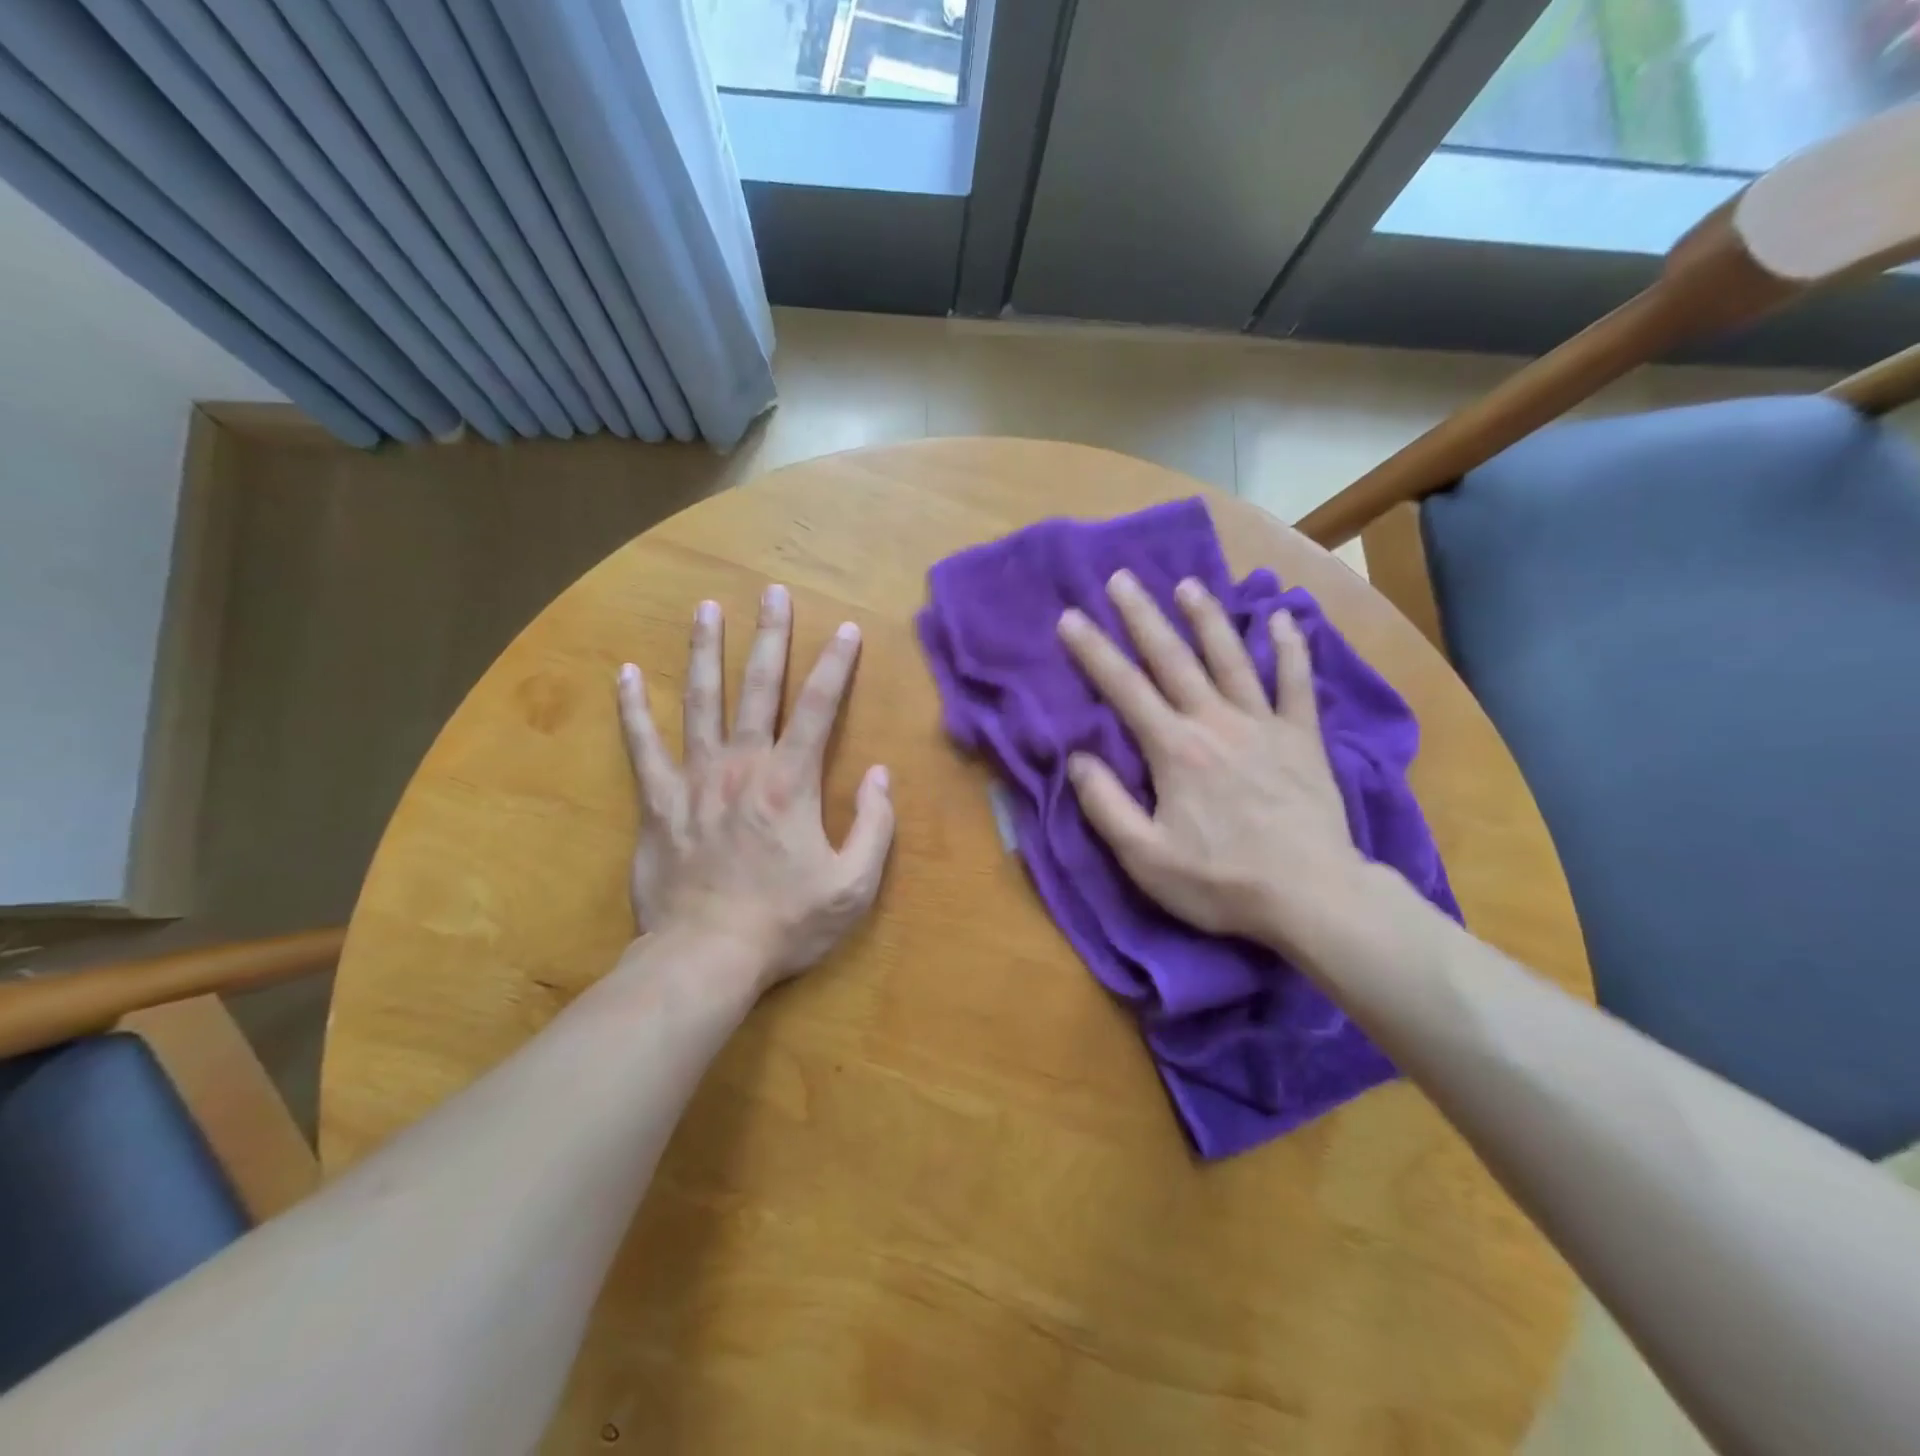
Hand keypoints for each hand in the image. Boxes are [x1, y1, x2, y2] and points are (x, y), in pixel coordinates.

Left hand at [616, 584, 894, 992]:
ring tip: (706, 609)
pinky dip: (632, 708)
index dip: (835, 665)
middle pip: (758, 688)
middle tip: (771, 592)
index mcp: (790, 782)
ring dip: (705, 652)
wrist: (706, 957)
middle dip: (769, 636)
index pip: (819, 707)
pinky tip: (626, 672)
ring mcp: (695, 779)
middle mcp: (743, 766)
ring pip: (700, 701)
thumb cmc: (786, 922)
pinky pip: (642, 746)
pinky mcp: (658, 802)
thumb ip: (875, 826)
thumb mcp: (854, 885)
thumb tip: (880, 774)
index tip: (845, 629)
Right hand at [1057, 571, 1368, 959]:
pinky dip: (1292, 649)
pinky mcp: (1302, 738)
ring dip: (1208, 618)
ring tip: (1188, 584)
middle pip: (1174, 659)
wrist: (1313, 897)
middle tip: (1123, 578)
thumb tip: (1078, 758)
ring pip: (1231, 658)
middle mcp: (1215, 722)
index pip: (1124, 689)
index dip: (1093, 651)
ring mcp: (1264, 725)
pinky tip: (1285, 618)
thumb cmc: (1222, 881)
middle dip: (1144, 617)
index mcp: (1175, 750)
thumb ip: (1106, 805)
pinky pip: (1297, 684)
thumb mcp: (1146, 858)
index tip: (1070, 617)